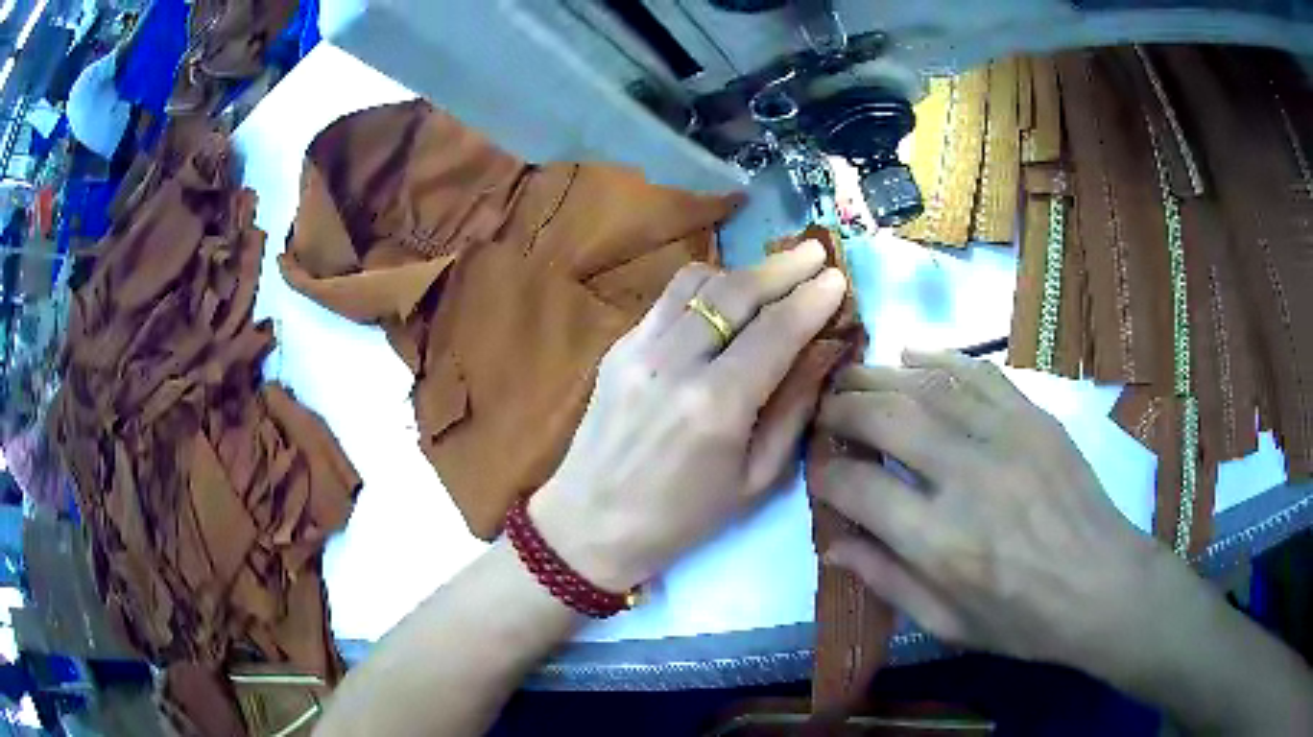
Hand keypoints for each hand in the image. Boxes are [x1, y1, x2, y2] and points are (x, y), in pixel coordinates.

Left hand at [529, 243, 845, 592]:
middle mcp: (675, 364)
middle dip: (783, 267)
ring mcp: (639, 348)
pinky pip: (668, 298)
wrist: (591, 523)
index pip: (776, 331)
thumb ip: (793, 409)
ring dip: (744, 270)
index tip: (838, 277)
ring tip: (774, 271)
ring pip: (699, 283)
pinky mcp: (618, 346)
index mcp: (716, 406)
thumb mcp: (755, 479)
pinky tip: (726, 294)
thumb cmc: (682, 518)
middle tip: (815, 251)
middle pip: (737, 292)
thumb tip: (823, 353)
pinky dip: (705, 285)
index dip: (811, 300)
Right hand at [815, 350, 1168, 669]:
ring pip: (928, 386)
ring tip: (852, 377)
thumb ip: (888, 581)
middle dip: (843, 409)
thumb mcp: (947, 625)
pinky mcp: (1034, 418)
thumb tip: (834, 544)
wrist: (1102, 586)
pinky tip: (912, 355)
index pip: (859, 489)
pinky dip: (940, 358)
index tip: (819, 473)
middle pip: (886, 420)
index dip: (827, 476)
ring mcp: (1006, 438)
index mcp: (941, 542)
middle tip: (825, 411)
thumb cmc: (1022, 620)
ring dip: (880, 376)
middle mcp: (967, 478)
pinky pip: (979, 373)